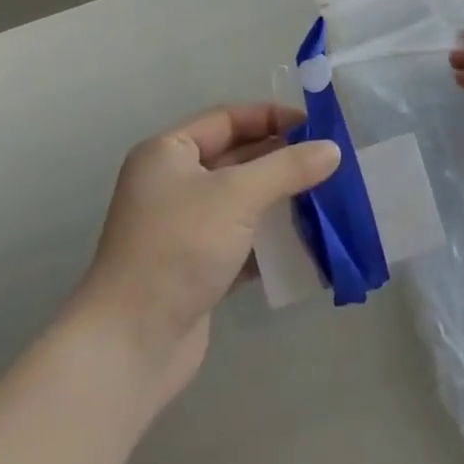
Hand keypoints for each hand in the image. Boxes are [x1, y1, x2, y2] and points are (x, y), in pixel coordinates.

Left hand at [70, 104, 340, 413]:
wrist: (131, 345)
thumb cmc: (179, 248)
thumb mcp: (237, 196)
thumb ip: (287, 168)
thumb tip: (332, 150)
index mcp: (167, 153)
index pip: (227, 119)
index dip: (271, 118)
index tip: (316, 127)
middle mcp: (171, 184)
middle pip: (236, 158)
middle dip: (281, 160)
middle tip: (328, 163)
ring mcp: (182, 228)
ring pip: (241, 201)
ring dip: (279, 200)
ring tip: (326, 199)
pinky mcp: (195, 267)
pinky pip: (240, 240)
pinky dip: (269, 240)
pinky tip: (306, 243)